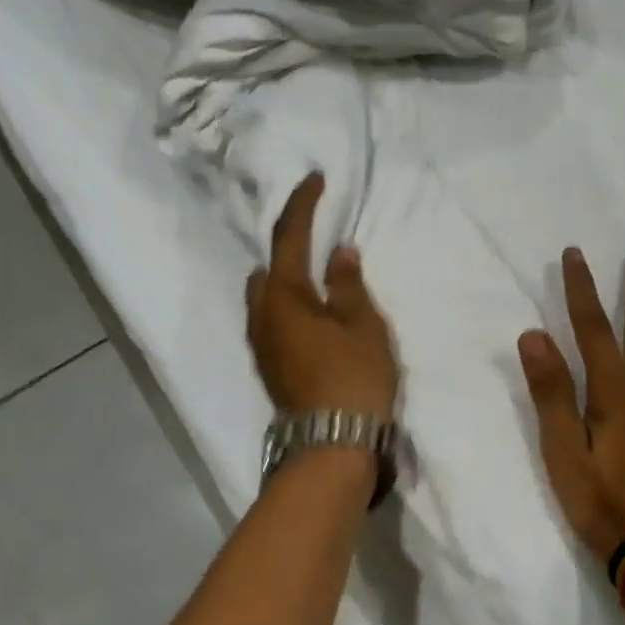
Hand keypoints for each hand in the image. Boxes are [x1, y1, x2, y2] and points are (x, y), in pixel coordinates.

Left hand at [246, 173, 398, 420]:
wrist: (331, 445)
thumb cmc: (352, 377)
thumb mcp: (362, 325)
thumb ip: (349, 285)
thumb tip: (339, 253)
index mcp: (284, 295)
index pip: (289, 236)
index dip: (302, 204)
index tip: (314, 179)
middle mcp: (262, 315)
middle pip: (268, 267)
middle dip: (287, 245)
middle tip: (314, 232)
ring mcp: (262, 343)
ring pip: (266, 296)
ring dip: (285, 277)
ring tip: (315, 272)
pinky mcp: (270, 365)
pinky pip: (272, 318)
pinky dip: (287, 303)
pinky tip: (310, 311)